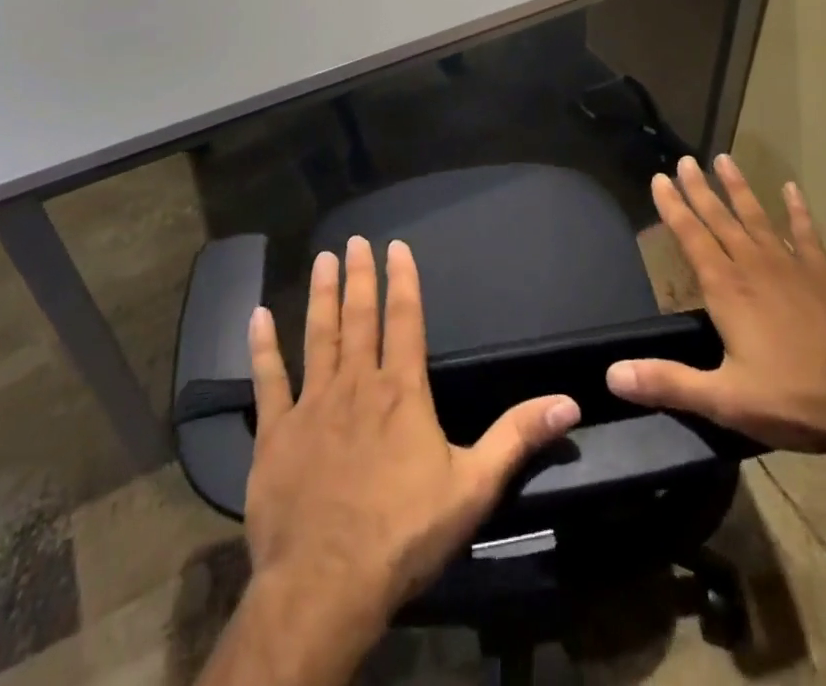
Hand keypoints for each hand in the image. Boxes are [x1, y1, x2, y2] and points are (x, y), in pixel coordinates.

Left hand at [245, 235, 581, 626]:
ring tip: (321, 260)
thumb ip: (517, 437)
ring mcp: (312, 404)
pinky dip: (262, 347)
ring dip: (321, 296)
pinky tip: (256, 317)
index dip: (403, 280)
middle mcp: (356, 383)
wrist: (326, 585)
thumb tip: (569, 401)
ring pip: (318, 335)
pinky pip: (268, 380)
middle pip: (360, 317)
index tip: (397, 246)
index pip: (405, 320)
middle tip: (355, 240)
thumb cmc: (404, 533)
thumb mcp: (473, 487)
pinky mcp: (275, 432)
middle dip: (359, 276)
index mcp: (401, 391)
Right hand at [607, 154, 825, 452]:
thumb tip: (613, 374)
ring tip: (724, 160)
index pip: (691, 237)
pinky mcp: (823, 276)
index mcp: (728, 289)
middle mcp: (755, 266)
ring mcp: (792, 267)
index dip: (672, 207)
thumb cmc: (797, 398)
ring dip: (738, 189)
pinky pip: (806, 233)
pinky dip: (798, 210)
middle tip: (685, 160)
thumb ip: (669, 382)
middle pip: (720, 218)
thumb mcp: (726, 400)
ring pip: (757, 217)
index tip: (659, 178)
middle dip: (699, 189)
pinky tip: (791, 189)